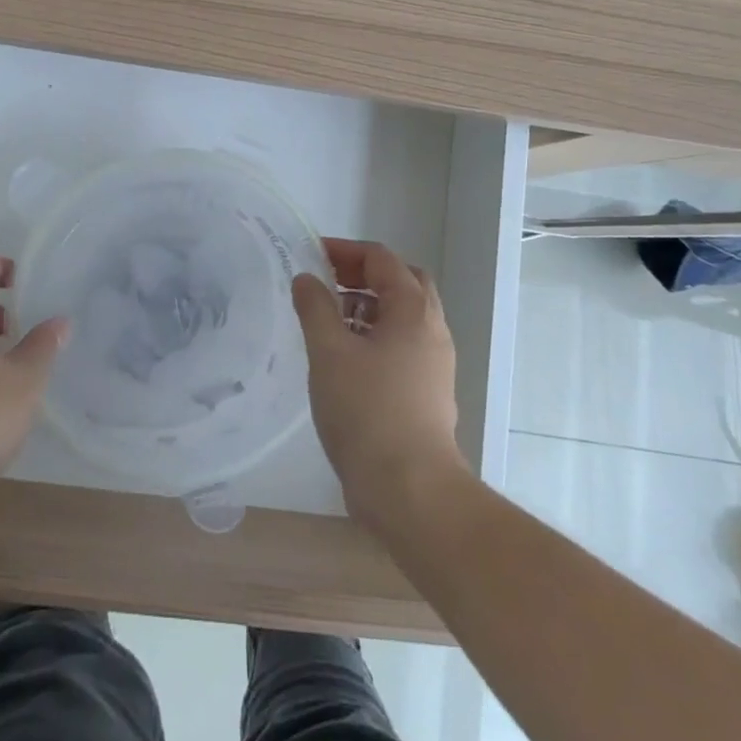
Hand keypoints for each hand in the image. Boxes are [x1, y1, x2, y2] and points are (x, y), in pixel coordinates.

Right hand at [292, 238, 468, 531]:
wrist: (411, 490)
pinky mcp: (427, 391)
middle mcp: (431, 329)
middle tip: (327, 280)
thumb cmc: (367, 412)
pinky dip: (375, 335)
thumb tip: (307, 279)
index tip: (312, 254)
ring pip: (403, 316)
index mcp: (412, 311)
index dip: (346, 250)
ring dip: (369, 305)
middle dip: (363, 274)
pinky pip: (402, 345)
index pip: (382, 259)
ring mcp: (434, 363)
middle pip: (402, 282)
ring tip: (329, 318)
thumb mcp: (329, 353)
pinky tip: (344, 357)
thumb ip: (315, 308)